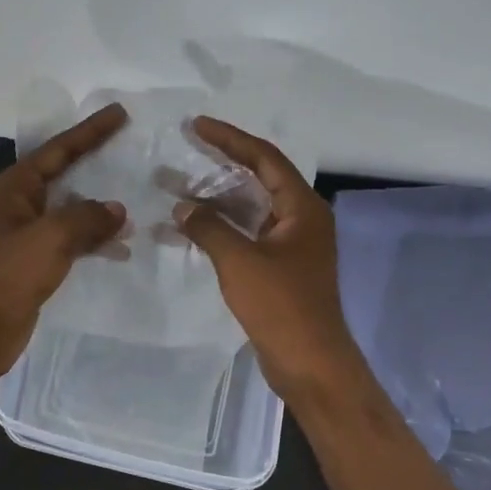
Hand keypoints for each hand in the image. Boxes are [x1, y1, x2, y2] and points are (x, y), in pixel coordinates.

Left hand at [0, 103, 128, 387]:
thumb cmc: (7, 276)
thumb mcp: (50, 238)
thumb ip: (87, 218)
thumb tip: (117, 210)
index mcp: (14, 188)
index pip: (58, 149)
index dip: (91, 131)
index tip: (119, 113)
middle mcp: (18, 204)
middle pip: (64, 173)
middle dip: (95, 160)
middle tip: (129, 145)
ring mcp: (26, 233)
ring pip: (70, 208)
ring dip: (99, 205)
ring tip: (134, 200)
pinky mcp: (34, 261)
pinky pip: (71, 238)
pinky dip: (94, 238)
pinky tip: (120, 247)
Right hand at [172, 117, 365, 404]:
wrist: (310, 364)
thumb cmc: (281, 306)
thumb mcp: (240, 261)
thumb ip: (209, 227)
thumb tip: (183, 206)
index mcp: (302, 208)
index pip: (264, 158)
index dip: (230, 138)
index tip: (196, 126)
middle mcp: (301, 218)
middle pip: (260, 177)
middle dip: (222, 162)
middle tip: (188, 146)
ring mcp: (292, 243)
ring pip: (252, 206)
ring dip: (218, 196)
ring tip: (179, 184)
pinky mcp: (281, 266)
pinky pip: (248, 231)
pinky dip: (222, 225)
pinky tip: (192, 225)